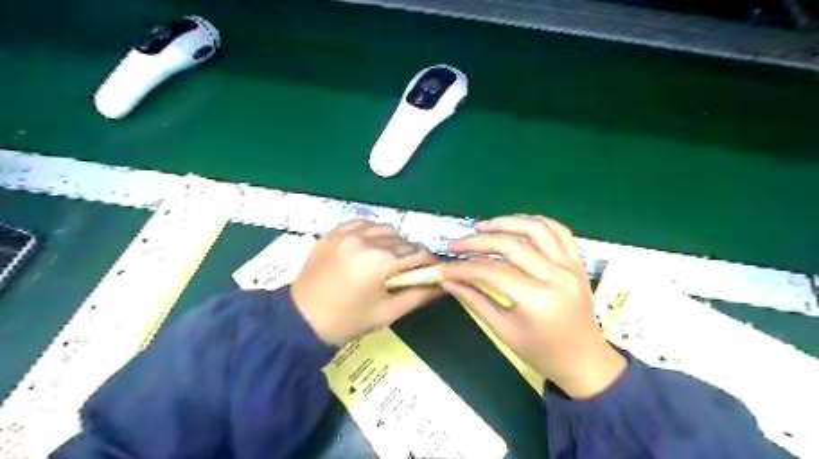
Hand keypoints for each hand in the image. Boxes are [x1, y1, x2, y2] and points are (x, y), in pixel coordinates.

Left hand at [292, 221, 440, 344]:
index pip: (418, 253)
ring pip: (385, 229)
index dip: (429, 263)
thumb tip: (442, 287)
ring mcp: (347, 232)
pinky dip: (372, 232)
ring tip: (386, 259)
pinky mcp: (333, 232)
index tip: (431, 272)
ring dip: (393, 242)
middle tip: (405, 272)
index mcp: (380, 261)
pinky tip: (369, 246)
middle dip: (410, 255)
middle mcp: (366, 239)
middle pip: (403, 241)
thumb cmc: (347, 320)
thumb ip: (418, 296)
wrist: (301, 318)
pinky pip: (362, 223)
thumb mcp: (387, 313)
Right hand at [438, 216, 625, 397]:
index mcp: (536, 299)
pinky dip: (536, 222)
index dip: (462, 268)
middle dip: (477, 241)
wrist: (585, 361)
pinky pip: (559, 231)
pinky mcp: (577, 262)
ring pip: (536, 229)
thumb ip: (475, 301)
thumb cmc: (542, 352)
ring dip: (506, 222)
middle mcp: (555, 276)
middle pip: (510, 244)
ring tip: (482, 226)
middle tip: (456, 244)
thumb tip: (448, 282)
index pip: (491, 272)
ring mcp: (570, 266)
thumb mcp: (504, 331)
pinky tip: (517, 224)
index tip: (443, 268)